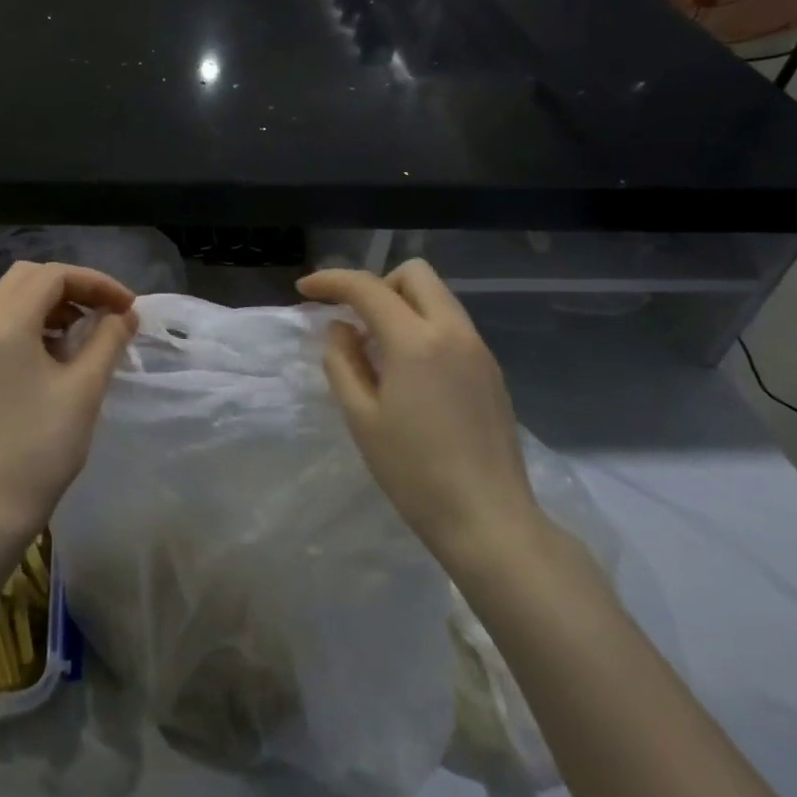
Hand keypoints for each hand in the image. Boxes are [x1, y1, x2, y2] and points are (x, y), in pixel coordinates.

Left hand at [0, 261, 137, 542]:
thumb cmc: (41, 446)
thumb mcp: (85, 388)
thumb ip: (108, 339)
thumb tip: (125, 314)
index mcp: (4, 324)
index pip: (53, 276)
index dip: (96, 282)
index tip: (128, 306)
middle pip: (28, 277)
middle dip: (73, 285)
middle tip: (108, 310)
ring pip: (13, 297)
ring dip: (54, 302)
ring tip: (89, 329)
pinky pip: (3, 322)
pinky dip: (35, 320)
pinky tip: (60, 348)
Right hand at [298, 260, 545, 570]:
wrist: (489, 521)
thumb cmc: (415, 473)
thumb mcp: (361, 418)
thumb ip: (342, 362)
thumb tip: (340, 329)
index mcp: (416, 341)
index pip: (367, 288)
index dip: (331, 282)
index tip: (305, 291)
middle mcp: (453, 332)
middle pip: (414, 274)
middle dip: (377, 283)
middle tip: (355, 320)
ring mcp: (479, 350)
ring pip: (438, 297)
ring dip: (402, 304)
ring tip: (379, 349)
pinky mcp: (491, 371)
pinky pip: (452, 325)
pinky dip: (424, 327)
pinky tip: (411, 372)